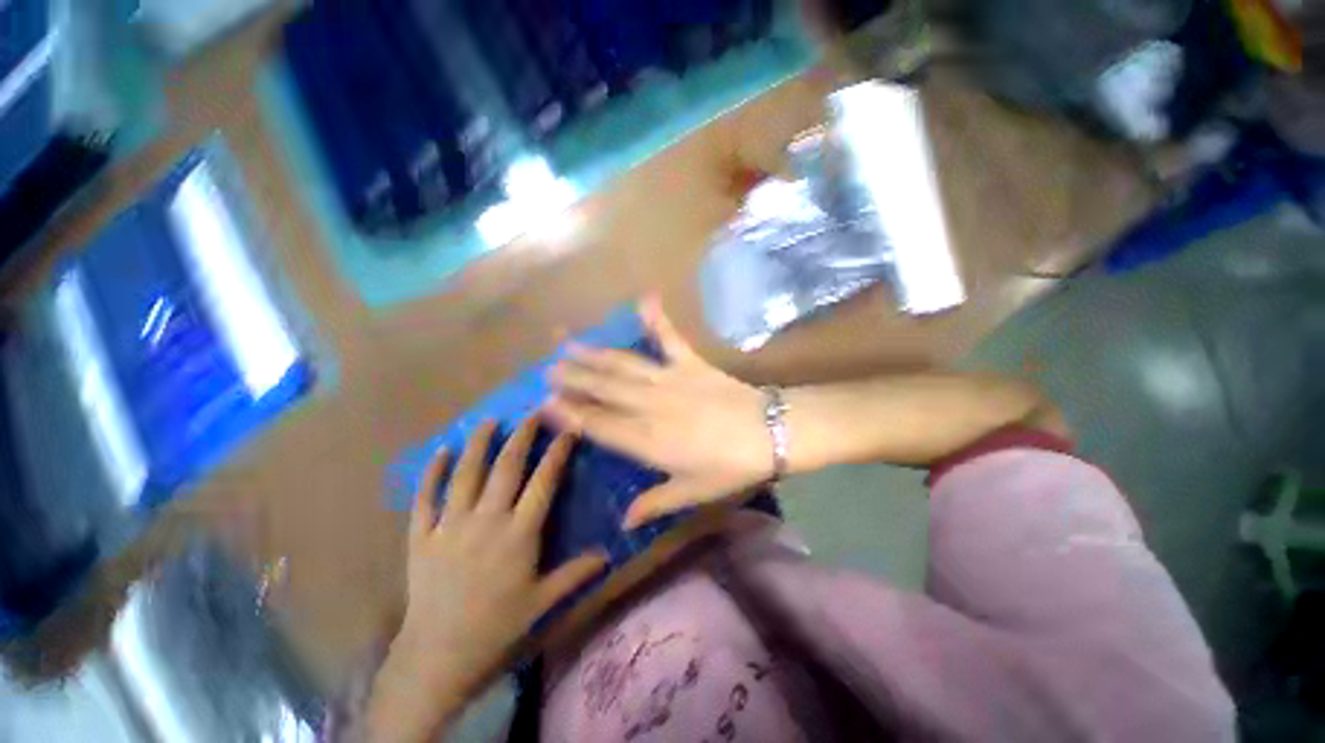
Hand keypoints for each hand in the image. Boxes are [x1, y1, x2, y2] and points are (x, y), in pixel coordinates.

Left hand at [367, 418, 607, 742]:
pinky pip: (426, 498)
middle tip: (532, 412)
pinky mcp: (422, 536)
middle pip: (507, 467)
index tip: (568, 430)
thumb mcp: (543, 602)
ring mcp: (451, 525)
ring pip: (466, 474)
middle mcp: (487, 520)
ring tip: (489, 420)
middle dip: (522, 436)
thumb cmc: (497, 626)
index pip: (544, 482)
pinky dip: (432, 472)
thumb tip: (607, 555)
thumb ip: (576, 573)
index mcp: (519, 533)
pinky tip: (441, 451)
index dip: (557, 452)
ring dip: (479, 444)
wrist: (438, 655)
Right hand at [544, 298, 772, 528]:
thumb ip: (655, 504)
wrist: (771, 432)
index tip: (545, 403)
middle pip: (604, 390)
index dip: (571, 414)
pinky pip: (670, 338)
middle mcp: (650, 405)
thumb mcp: (693, 492)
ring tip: (568, 343)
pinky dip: (658, 319)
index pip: (599, 426)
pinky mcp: (690, 363)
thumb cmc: (731, 466)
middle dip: (573, 379)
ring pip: (623, 365)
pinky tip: (645, 298)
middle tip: (547, 368)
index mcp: (648, 440)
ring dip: (595, 354)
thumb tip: (624, 522)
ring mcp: (670, 379)